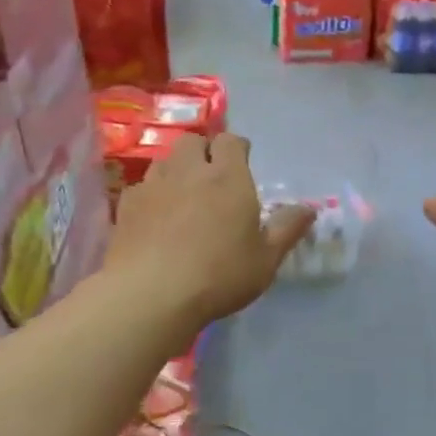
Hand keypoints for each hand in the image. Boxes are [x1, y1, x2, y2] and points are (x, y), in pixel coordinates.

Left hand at [107, 133, 314, 326]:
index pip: (231, 141)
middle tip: (212, 177)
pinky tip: (156, 219)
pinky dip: (152, 195)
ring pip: (164, 161)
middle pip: (193, 142)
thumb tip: (309, 208)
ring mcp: (152, 186)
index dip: (237, 149)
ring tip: (184, 196)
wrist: (151, 294)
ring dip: (176, 170)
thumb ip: (287, 229)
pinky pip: (141, 188)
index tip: (243, 164)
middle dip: (204, 152)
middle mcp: (189, 171)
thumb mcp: (266, 259)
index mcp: (228, 178)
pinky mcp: (126, 207)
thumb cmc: (220, 275)